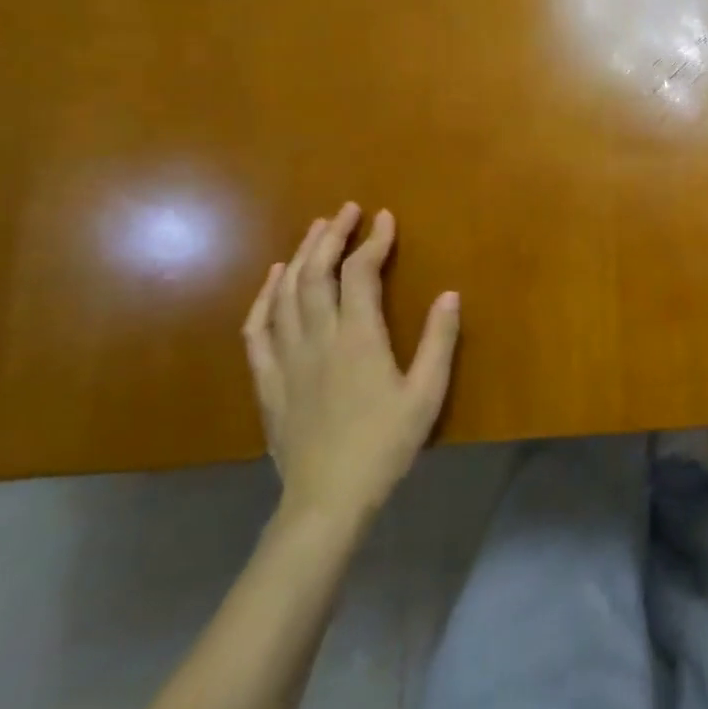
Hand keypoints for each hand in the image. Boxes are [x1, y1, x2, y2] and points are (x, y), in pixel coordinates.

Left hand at [241, 203, 460, 524]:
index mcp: (359, 338)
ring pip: (287, 293)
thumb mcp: (427, 393)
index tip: (385, 218)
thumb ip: (439, 340)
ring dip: (300, 256)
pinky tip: (273, 279)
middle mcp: (318, 338)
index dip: (373, 241)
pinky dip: (264, 297)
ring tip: (315, 230)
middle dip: (331, 236)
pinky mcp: (268, 379)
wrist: (328, 498)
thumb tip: (450, 293)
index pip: (361, 274)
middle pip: (316, 273)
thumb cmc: (386, 444)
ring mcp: (287, 358)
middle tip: (346, 210)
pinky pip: (257, 328)